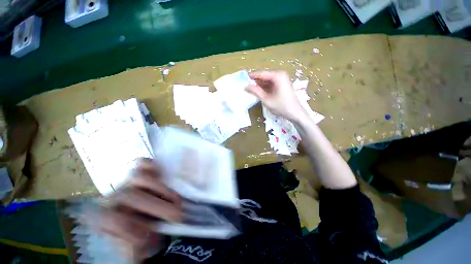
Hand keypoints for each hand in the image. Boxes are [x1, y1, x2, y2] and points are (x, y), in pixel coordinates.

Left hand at [99, 159, 181, 261]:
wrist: (140, 217)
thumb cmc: (139, 234)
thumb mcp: (137, 247)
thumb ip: (136, 249)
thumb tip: (144, 250)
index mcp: (105, 218)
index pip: (110, 219)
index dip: (129, 227)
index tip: (149, 236)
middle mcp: (114, 197)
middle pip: (131, 196)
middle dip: (158, 206)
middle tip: (178, 215)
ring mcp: (127, 181)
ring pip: (138, 176)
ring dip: (161, 188)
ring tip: (175, 199)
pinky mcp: (140, 172)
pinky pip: (143, 163)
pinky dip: (151, 165)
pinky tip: (161, 173)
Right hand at [247, 71, 306, 121]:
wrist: (296, 113)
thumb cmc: (281, 106)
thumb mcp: (266, 100)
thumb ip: (256, 92)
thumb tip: (245, 86)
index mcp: (277, 76)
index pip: (261, 73)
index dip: (252, 76)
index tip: (243, 78)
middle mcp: (280, 74)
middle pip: (264, 76)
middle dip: (255, 81)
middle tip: (246, 85)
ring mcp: (282, 79)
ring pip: (267, 80)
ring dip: (260, 85)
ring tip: (250, 90)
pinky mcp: (283, 84)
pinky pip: (271, 83)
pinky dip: (265, 87)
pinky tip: (259, 92)